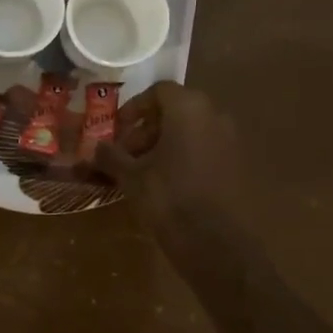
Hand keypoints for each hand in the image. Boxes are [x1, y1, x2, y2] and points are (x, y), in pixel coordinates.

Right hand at [93, 82, 245, 241]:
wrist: (215, 242)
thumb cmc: (168, 197)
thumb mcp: (131, 176)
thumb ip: (111, 155)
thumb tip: (96, 147)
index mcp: (188, 109)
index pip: (158, 91)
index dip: (134, 108)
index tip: (118, 130)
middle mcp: (214, 115)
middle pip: (176, 109)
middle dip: (148, 128)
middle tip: (127, 152)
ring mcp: (230, 140)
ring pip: (191, 129)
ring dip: (165, 142)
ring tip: (144, 170)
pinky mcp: (237, 164)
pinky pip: (205, 148)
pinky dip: (185, 155)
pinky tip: (167, 182)